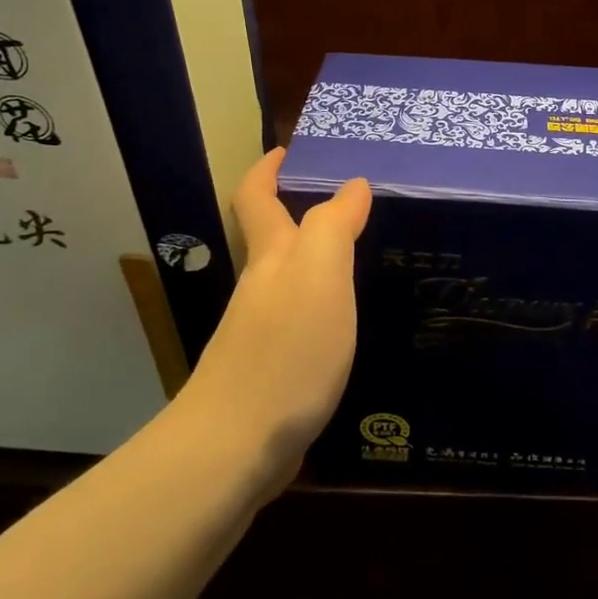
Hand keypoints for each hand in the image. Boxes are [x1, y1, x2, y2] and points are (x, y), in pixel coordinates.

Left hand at [177, 148, 370, 498]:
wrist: (234, 448)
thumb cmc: (285, 352)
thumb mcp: (320, 277)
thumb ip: (334, 227)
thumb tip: (352, 185)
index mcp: (272, 260)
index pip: (258, 199)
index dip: (268, 170)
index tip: (287, 150)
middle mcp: (261, 290)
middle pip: (273, 240)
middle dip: (300, 214)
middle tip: (353, 205)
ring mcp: (262, 335)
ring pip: (289, 284)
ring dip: (318, 263)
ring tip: (363, 259)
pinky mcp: (272, 373)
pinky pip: (301, 324)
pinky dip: (323, 309)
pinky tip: (347, 325)